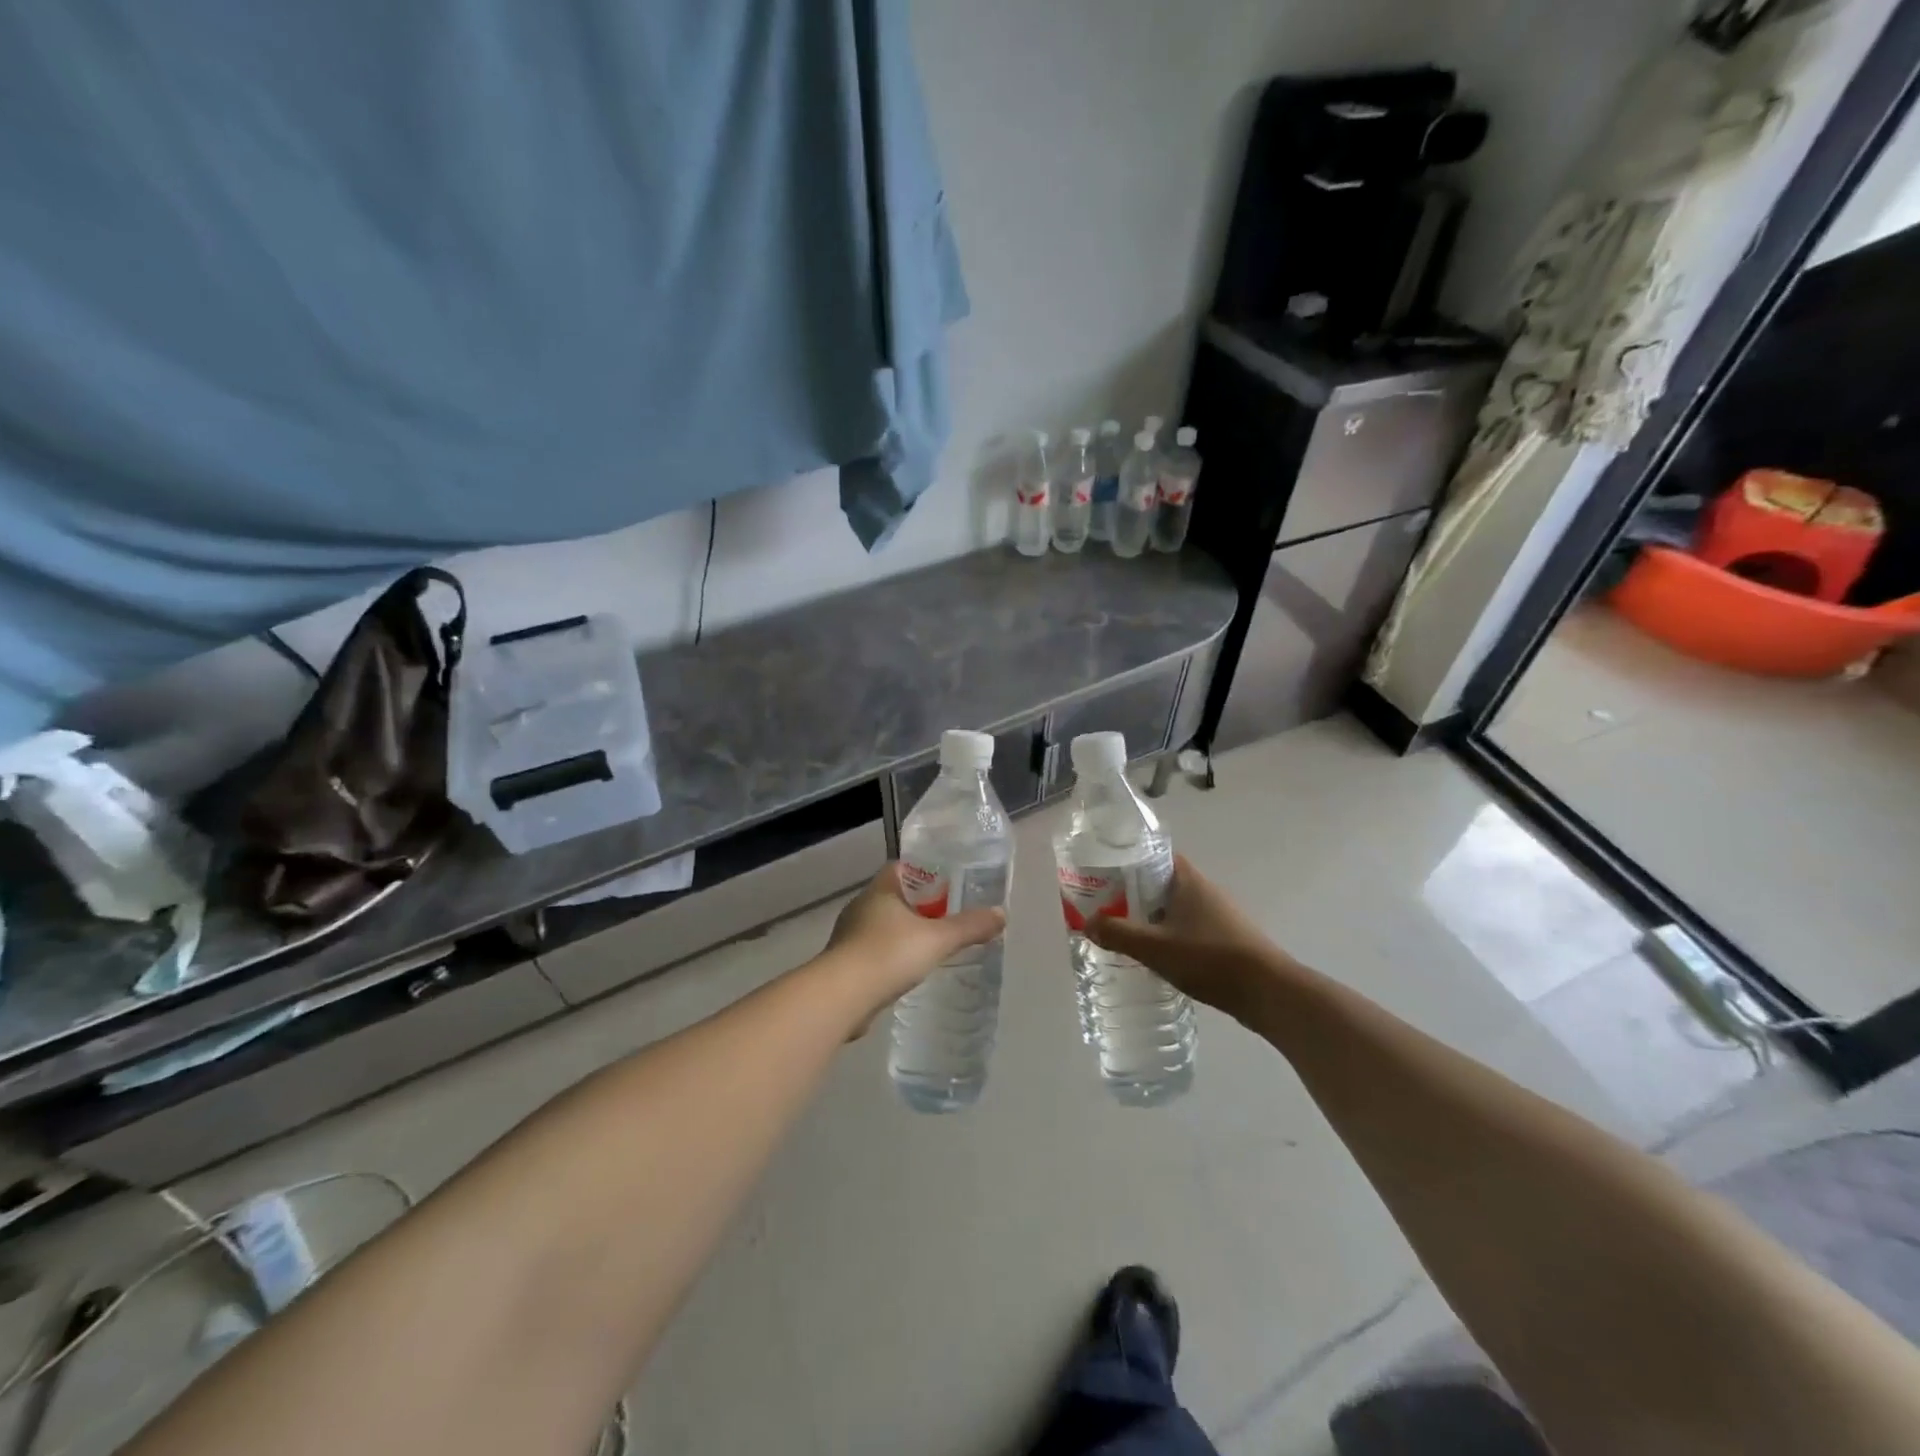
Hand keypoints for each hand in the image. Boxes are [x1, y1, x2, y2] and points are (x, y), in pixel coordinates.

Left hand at [819, 864, 1005, 1030]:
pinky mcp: (845, 965)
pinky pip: (873, 953)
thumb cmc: (888, 954)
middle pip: (893, 897)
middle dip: (918, 905)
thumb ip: (969, 927)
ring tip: (930, 945)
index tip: (947, 882)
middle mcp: (861, 907)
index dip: (924, 871)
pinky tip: (907, 972)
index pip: (901, 868)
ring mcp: (849, 936)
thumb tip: (1001, 914)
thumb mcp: (937, 939)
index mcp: (880, 890)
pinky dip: (890, 958)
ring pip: (882, 926)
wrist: (842, 997)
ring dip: (902, 933)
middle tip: (946, 915)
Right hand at [1085, 855, 1293, 1023]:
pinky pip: (1188, 928)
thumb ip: (1119, 934)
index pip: (1154, 855)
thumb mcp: (1155, 947)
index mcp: (1188, 880)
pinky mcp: (1226, 939)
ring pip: (1175, 908)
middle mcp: (1204, 890)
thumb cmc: (1210, 958)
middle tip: (1106, 907)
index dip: (1128, 860)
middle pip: (1161, 882)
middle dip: (1133, 893)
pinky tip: (1157, 956)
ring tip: (1125, 933)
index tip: (1104, 874)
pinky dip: (1169, 936)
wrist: (1269, 992)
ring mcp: (1218, 915)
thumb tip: (1087, 923)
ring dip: (1151, 917)